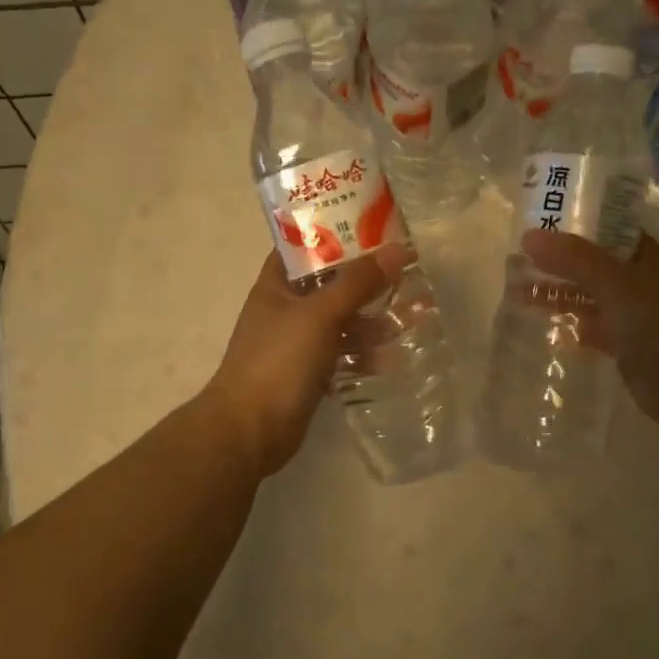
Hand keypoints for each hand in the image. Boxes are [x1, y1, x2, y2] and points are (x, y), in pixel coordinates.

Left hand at [204, 245, 412, 476]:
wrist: (250, 430)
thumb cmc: (278, 361)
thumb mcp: (320, 315)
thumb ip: (358, 283)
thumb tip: (398, 249)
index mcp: (276, 284)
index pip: (307, 246)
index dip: (338, 233)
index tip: (375, 229)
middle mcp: (285, 308)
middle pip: (330, 285)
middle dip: (366, 283)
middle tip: (405, 276)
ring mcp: (295, 342)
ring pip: (339, 322)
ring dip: (370, 322)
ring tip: (409, 321)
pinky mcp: (307, 373)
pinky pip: (340, 355)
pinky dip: (362, 355)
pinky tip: (390, 360)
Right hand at [523, 229, 658, 448]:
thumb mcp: (616, 284)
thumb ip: (574, 260)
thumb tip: (528, 236)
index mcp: (644, 257)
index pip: (606, 229)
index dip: (574, 223)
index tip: (536, 222)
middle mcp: (639, 282)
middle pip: (592, 265)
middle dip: (557, 263)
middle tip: (515, 260)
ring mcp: (634, 316)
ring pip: (589, 297)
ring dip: (559, 294)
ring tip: (517, 293)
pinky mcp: (627, 347)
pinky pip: (593, 329)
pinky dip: (572, 326)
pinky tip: (547, 327)